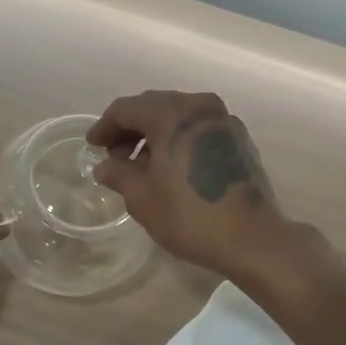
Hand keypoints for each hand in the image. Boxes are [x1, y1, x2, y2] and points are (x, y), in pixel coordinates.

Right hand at [87, 90, 296, 280]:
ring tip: (141, 165)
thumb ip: (118, 173)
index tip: (93, 147)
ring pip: (179, 116)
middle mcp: (201, 106)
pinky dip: (179, 139)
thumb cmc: (190, 216)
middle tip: (115, 156)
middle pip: (154, 106)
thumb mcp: (142, 198)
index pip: (127, 108)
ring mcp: (224, 121)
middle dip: (131, 128)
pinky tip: (171, 166)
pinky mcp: (239, 139)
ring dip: (155, 134)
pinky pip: (199, 128)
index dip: (105, 126)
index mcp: (173, 113)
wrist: (252, 238)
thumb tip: (105, 166)